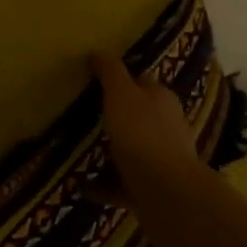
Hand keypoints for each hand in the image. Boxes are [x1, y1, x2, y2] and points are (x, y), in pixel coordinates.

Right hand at [90, 54, 211, 245]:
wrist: (166, 194)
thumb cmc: (142, 134)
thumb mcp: (121, 94)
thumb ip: (111, 72)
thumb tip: (99, 52)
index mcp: (162, 100)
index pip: (141, 83)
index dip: (120, 82)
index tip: (95, 85)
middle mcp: (167, 128)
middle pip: (138, 118)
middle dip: (115, 119)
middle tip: (84, 119)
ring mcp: (162, 161)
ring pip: (132, 152)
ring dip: (110, 153)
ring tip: (79, 153)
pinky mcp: (153, 191)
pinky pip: (123, 185)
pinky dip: (104, 185)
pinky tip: (82, 186)